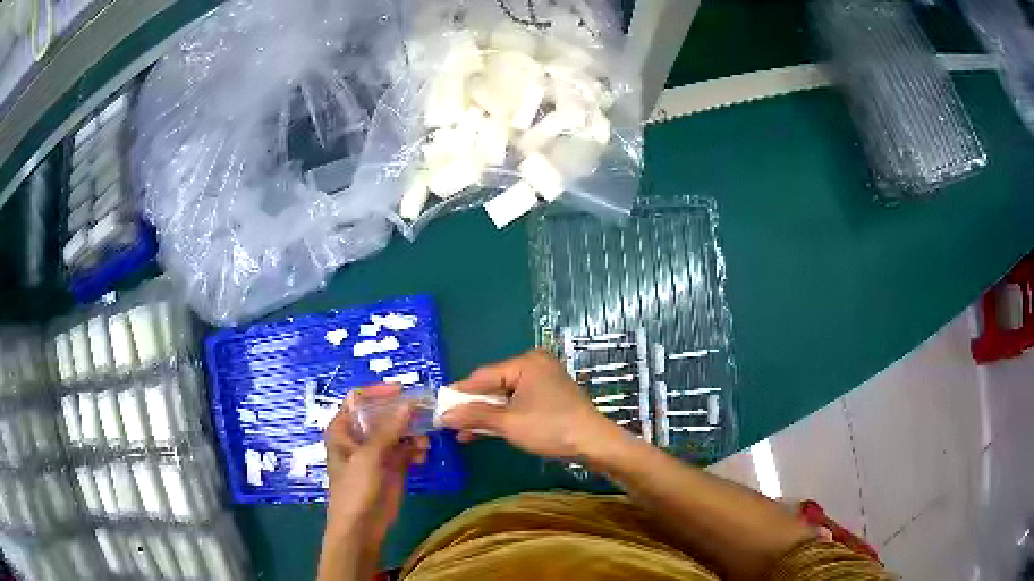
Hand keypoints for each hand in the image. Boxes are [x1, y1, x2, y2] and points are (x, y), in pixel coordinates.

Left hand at [323, 384, 427, 544]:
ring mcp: (377, 452)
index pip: (358, 399)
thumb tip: (410, 403)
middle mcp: (359, 436)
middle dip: (402, 412)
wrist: (361, 526)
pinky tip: (424, 453)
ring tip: (425, 440)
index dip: (378, 392)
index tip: (402, 390)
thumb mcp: (369, 456)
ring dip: (412, 432)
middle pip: (382, 414)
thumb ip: (389, 429)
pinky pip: (406, 449)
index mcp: (343, 428)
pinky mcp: (392, 467)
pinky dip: (416, 448)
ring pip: (397, 431)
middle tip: (425, 410)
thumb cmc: (354, 488)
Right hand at [440, 350, 623, 459]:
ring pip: (505, 397)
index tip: (438, 406)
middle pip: (494, 385)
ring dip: (486, 415)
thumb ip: (474, 415)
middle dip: (472, 407)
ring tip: (462, 432)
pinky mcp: (549, 397)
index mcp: (525, 362)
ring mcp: (543, 381)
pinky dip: (503, 417)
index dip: (459, 393)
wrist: (593, 443)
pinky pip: (518, 403)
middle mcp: (534, 365)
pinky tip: (484, 431)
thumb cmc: (550, 428)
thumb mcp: (508, 423)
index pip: (483, 376)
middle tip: (449, 422)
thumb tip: (445, 415)